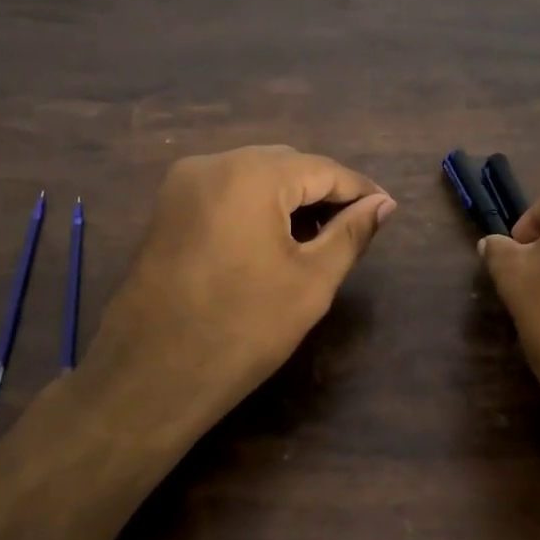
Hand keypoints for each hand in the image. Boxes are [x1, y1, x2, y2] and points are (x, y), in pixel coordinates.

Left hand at [82, 145, 396, 436]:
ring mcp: (182, 184)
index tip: (388, 210)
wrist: (150, 377)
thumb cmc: (242, 330)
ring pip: (254, 176)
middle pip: (286, 165)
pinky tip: (275, 240)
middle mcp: (211, 163)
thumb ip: (350, 234)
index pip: (322, 168)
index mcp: (250, 174)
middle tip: (356, 228)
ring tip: (320, 238)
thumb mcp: (310, 282)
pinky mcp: (168, 209)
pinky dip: (256, 207)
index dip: (359, 190)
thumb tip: (383, 205)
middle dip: (323, 192)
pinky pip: (226, 192)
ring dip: (290, 199)